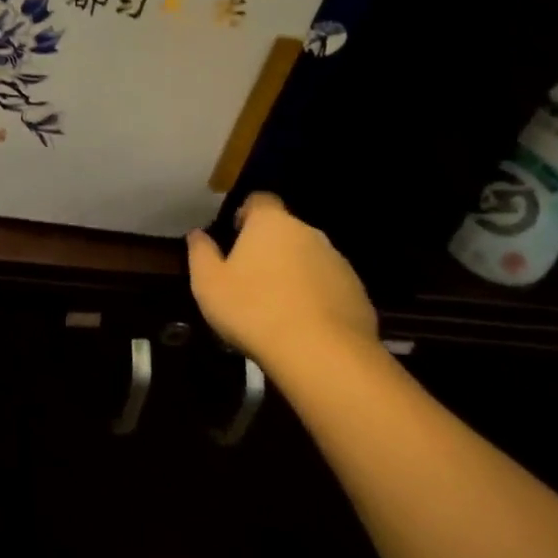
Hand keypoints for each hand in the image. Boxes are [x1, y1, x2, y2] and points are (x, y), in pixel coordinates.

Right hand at [186, 192, 378, 371]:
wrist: (324, 357)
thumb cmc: (255, 310)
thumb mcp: (208, 283)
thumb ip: (200, 252)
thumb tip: (197, 235)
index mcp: (271, 223)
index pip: (260, 200)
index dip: (246, 214)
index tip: (235, 237)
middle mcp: (308, 233)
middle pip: (286, 231)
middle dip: (271, 248)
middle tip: (252, 278)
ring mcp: (339, 264)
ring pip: (310, 260)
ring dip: (296, 274)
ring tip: (279, 307)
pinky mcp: (360, 296)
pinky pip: (331, 289)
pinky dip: (318, 299)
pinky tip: (305, 327)